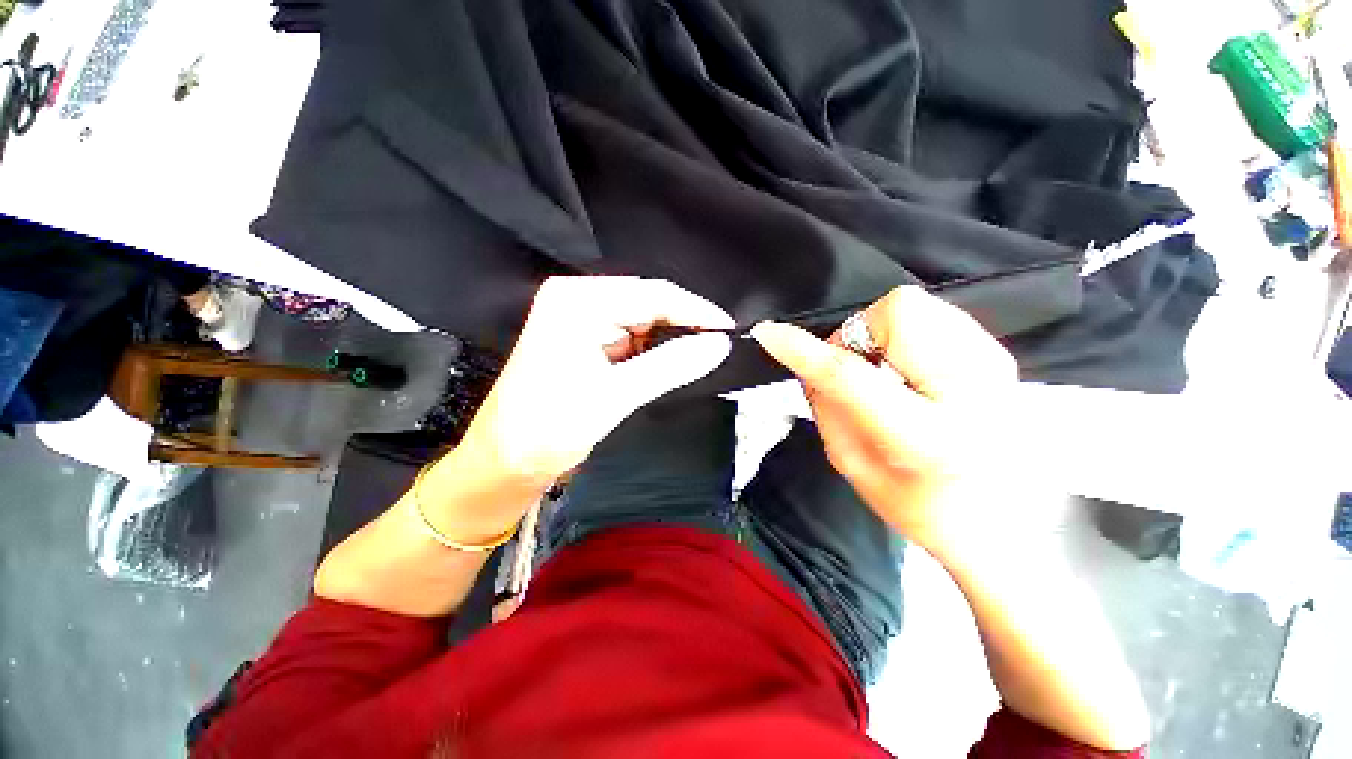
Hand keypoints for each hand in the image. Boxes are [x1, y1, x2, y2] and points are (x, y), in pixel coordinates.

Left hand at [460, 276, 734, 488]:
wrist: (504, 461)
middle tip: (716, 348)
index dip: (695, 310)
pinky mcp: (584, 338)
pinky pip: (630, 336)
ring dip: (669, 339)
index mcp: (577, 302)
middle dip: (683, 325)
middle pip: (647, 303)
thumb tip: (718, 344)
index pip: (652, 294)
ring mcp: (580, 318)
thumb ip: (671, 365)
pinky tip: (668, 364)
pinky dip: (652, 350)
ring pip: (642, 320)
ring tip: (696, 358)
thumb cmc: (548, 428)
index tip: (728, 329)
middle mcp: (577, 300)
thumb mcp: (615, 396)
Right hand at [751, 285, 1018, 554]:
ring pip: (913, 306)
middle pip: (897, 312)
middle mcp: (972, 390)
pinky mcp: (997, 353)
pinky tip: (911, 371)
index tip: (768, 334)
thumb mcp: (853, 464)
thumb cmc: (919, 505)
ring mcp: (993, 365)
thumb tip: (809, 360)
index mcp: (927, 436)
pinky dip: (904, 335)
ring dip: (879, 335)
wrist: (1001, 521)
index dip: (803, 351)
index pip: (850, 376)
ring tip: (886, 374)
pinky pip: (932, 314)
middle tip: (858, 372)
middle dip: (858, 336)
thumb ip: (827, 405)